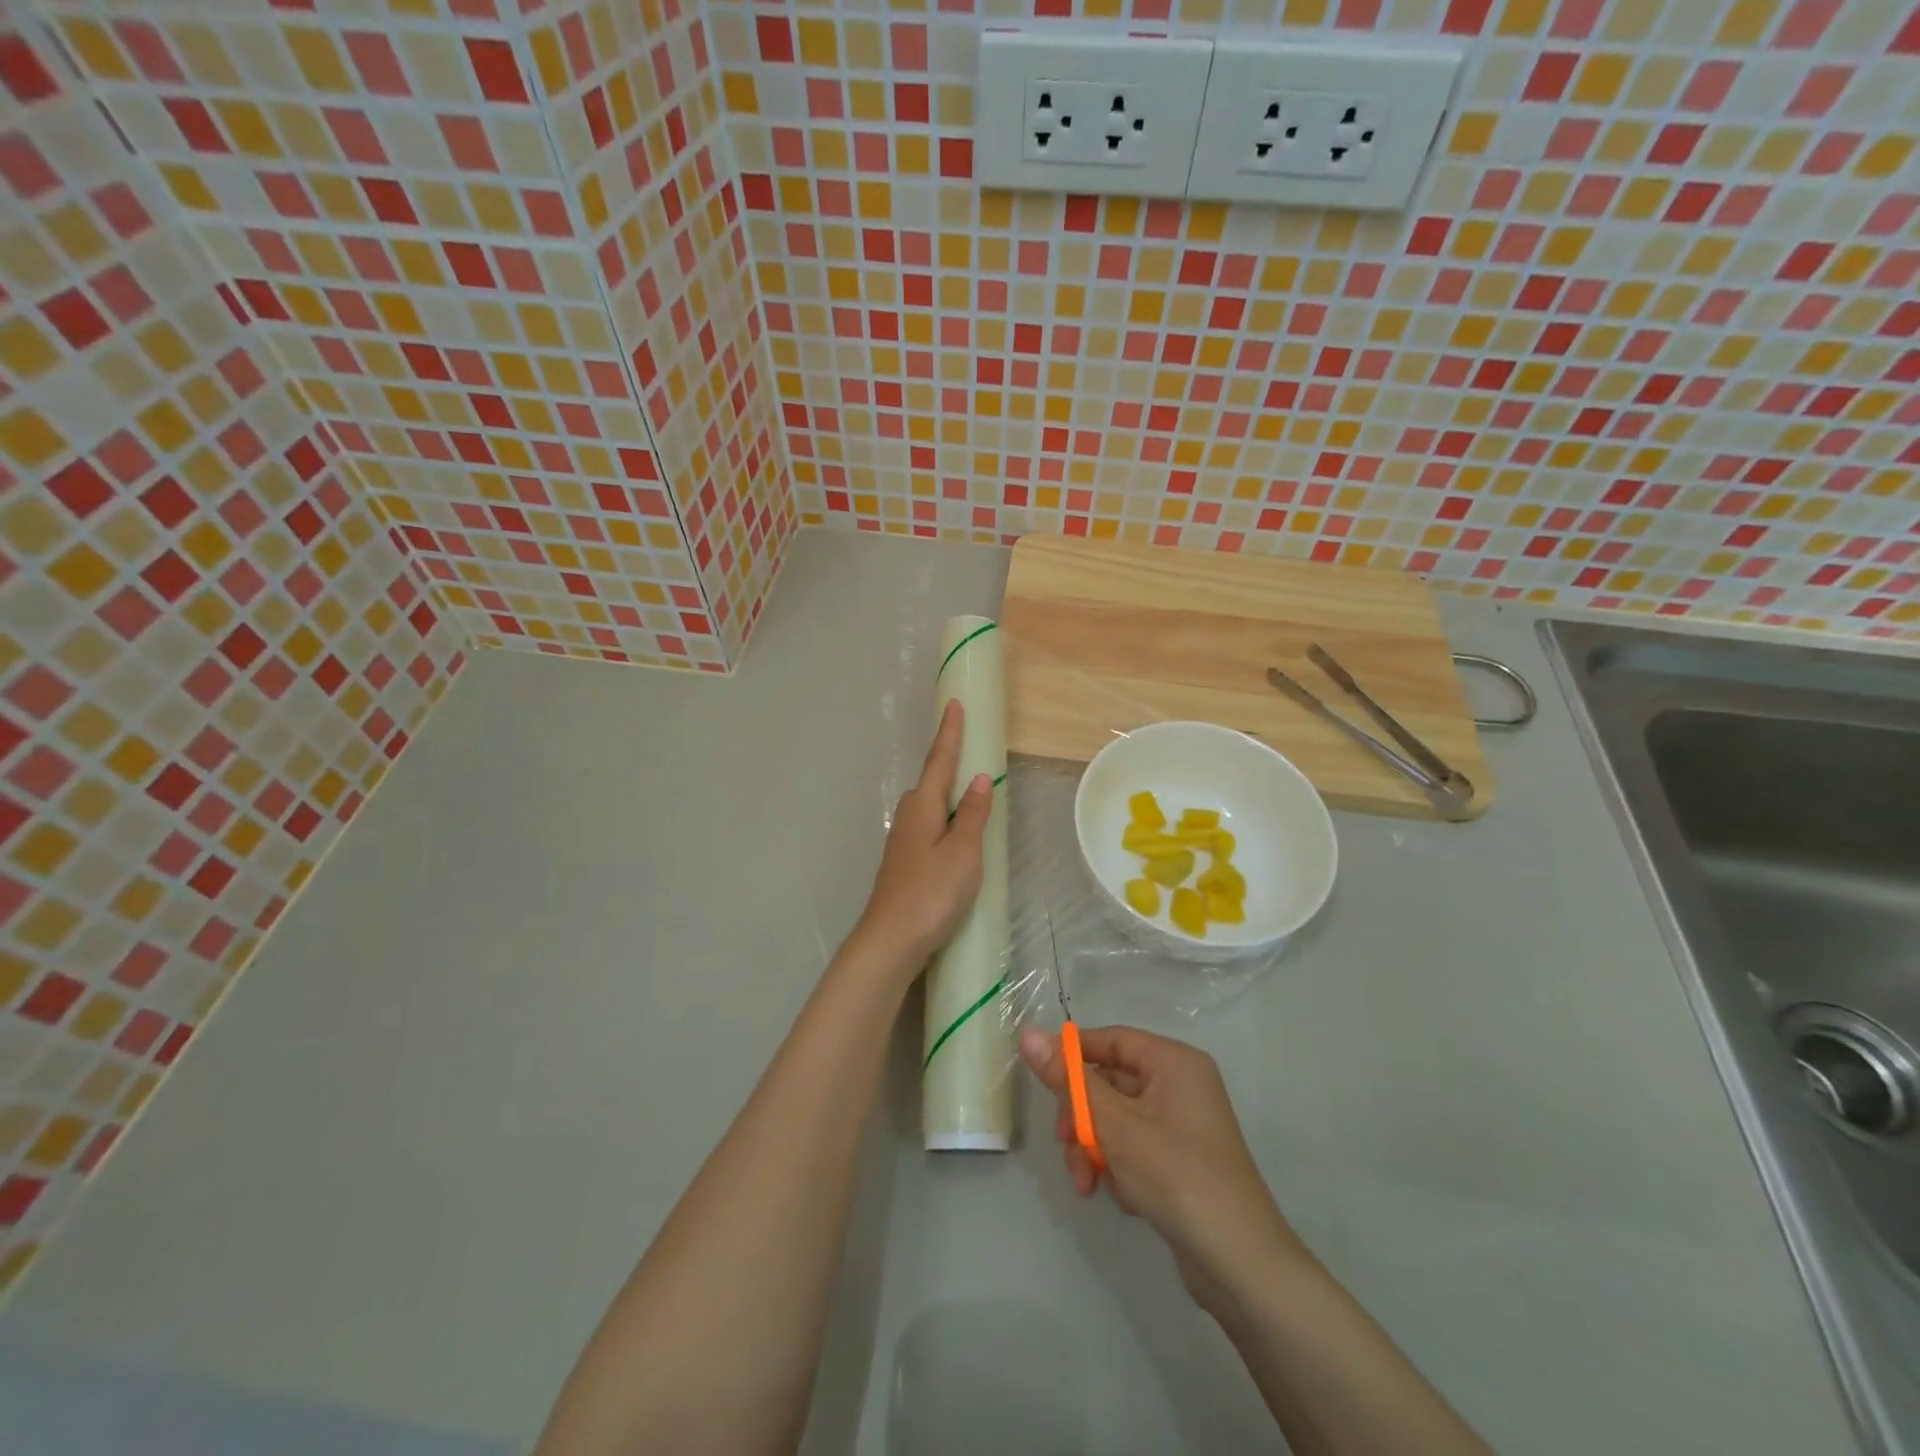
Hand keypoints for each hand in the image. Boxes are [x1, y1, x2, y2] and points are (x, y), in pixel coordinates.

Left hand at [852, 699, 991, 970]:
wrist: (890, 940)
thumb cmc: (932, 893)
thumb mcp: (963, 852)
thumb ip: (972, 814)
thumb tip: (979, 779)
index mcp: (922, 807)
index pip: (940, 761)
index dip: (950, 733)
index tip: (954, 704)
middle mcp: (908, 816)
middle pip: (931, 782)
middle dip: (949, 763)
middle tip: (971, 748)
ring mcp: (902, 841)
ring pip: (929, 807)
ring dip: (947, 796)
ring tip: (971, 795)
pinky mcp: (903, 862)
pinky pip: (928, 827)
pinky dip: (944, 820)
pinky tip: (954, 836)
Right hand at [1019, 1024, 1310, 1312]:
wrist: (1241, 1266)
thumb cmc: (1177, 1177)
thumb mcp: (1114, 1125)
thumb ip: (1068, 1080)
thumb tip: (1028, 1033)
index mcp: (1173, 1062)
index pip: (1111, 1040)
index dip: (1073, 1056)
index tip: (1041, 1082)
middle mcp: (1180, 1084)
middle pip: (1110, 1082)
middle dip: (1083, 1118)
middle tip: (1067, 1147)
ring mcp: (1181, 1124)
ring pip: (1116, 1119)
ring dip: (1095, 1148)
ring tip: (1089, 1184)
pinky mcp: (1179, 1160)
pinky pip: (1133, 1146)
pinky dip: (1119, 1166)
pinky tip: (1124, 1197)